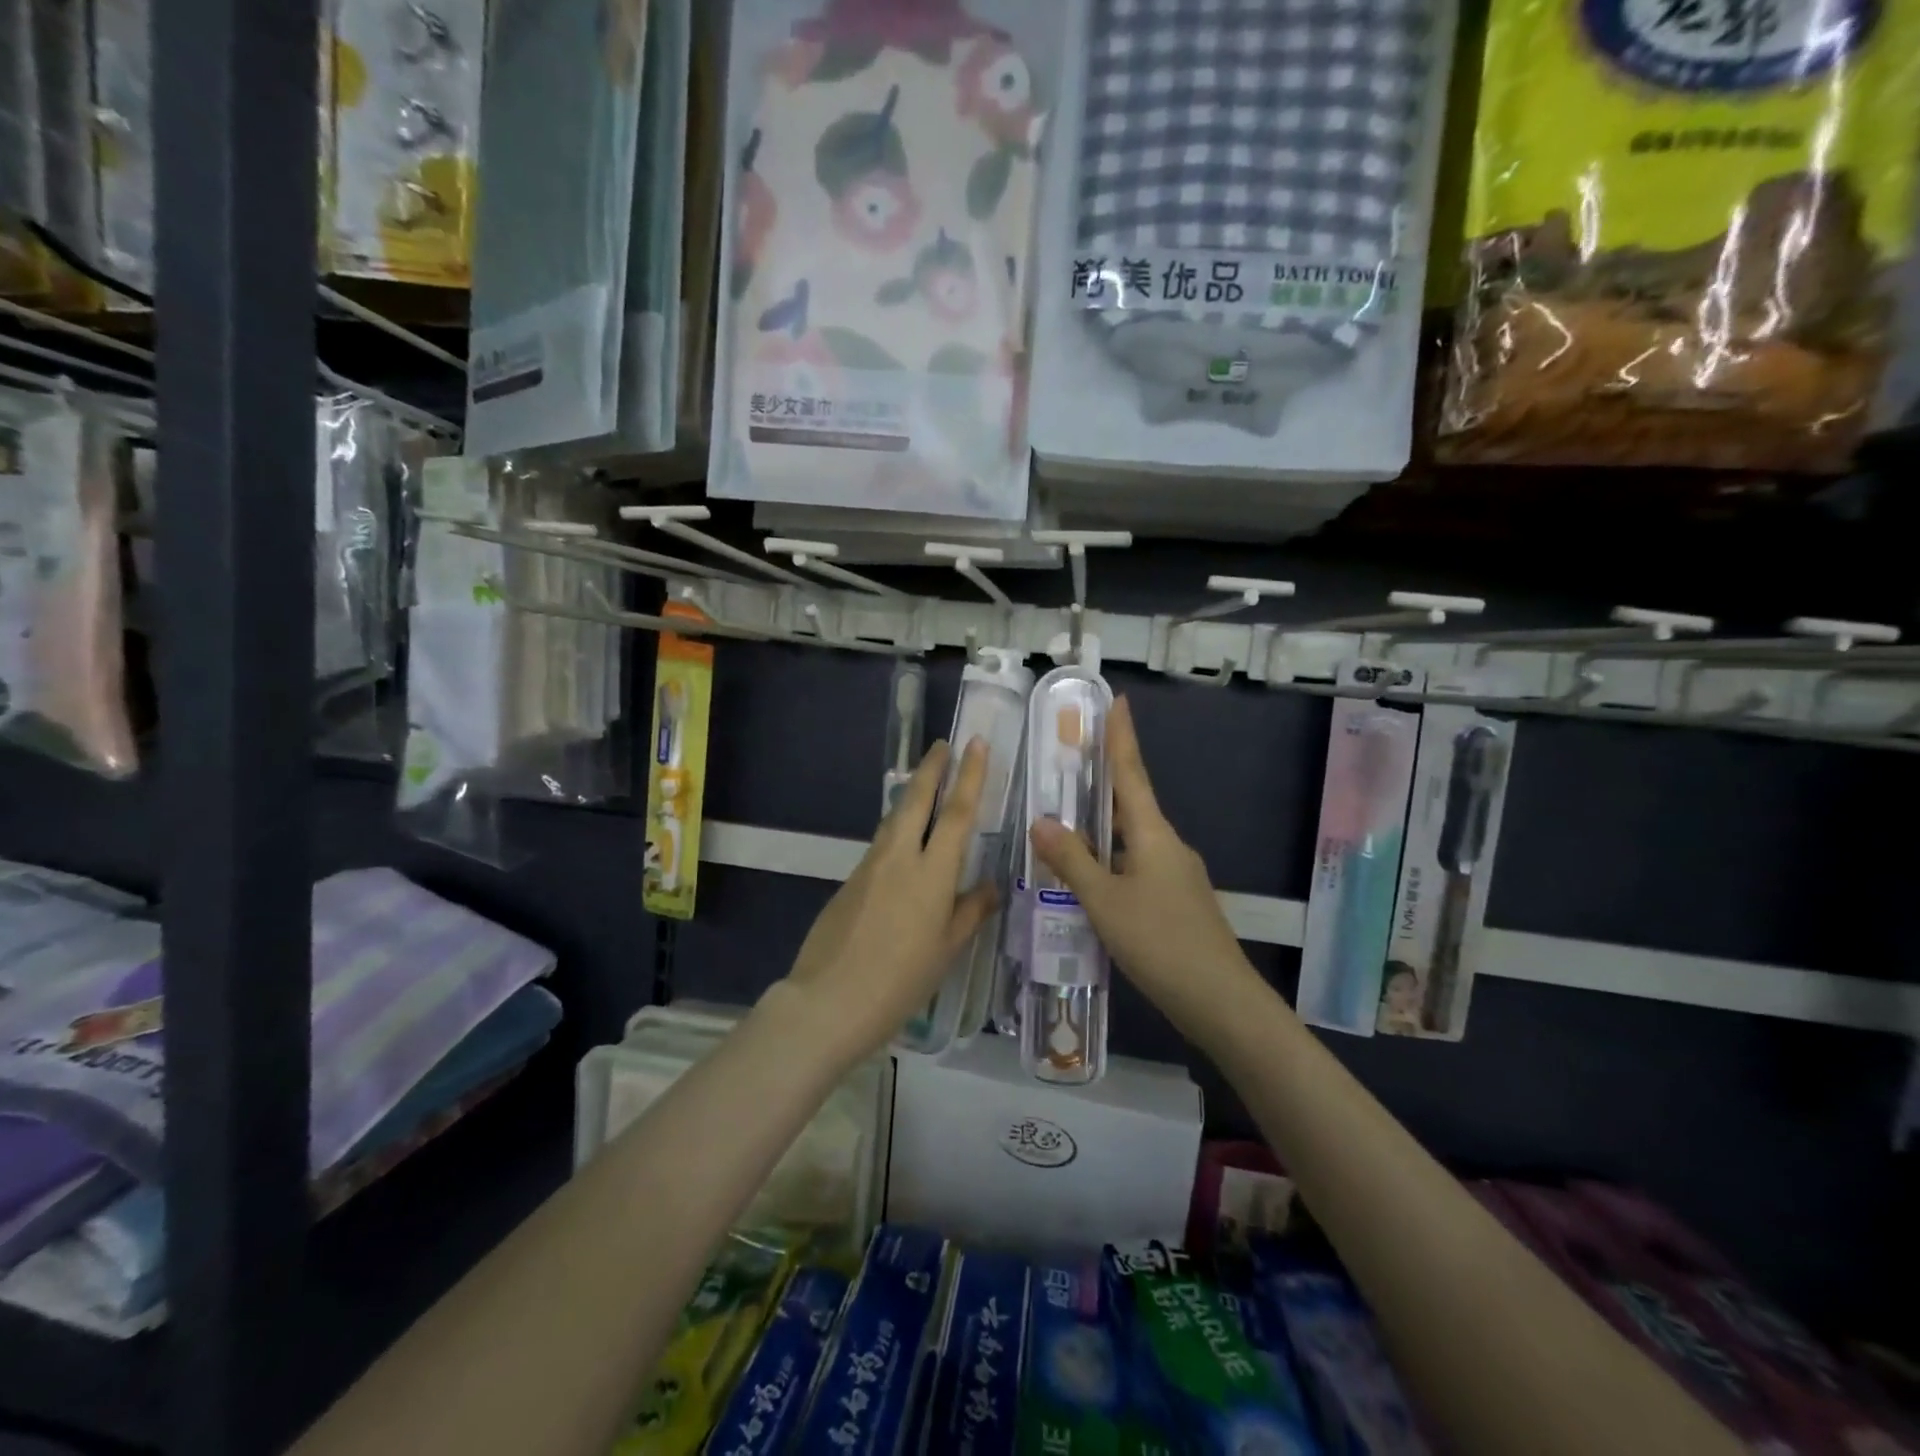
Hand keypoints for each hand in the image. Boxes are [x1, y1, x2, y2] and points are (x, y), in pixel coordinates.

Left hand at [776, 738, 997, 1064]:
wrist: (829, 1000)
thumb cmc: (900, 981)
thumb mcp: (946, 950)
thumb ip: (970, 912)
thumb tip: (990, 886)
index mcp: (931, 873)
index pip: (956, 813)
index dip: (969, 776)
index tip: (976, 744)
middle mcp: (899, 858)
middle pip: (916, 801)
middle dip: (931, 769)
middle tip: (942, 744)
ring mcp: (869, 867)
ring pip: (894, 819)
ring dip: (911, 796)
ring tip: (925, 784)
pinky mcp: (850, 881)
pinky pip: (880, 845)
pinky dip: (896, 830)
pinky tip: (903, 843)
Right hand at [1030, 698, 1262, 1042]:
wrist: (1221, 1001)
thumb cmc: (1160, 942)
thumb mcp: (1104, 902)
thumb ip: (1071, 861)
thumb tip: (1041, 820)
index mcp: (1153, 834)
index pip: (1132, 773)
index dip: (1121, 737)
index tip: (1118, 700)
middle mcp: (1168, 845)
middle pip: (1131, 803)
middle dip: (1103, 781)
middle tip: (1071, 761)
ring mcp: (1176, 874)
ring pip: (1131, 839)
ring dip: (1102, 827)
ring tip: (1065, 822)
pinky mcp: (1177, 901)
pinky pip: (1136, 866)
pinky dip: (1110, 860)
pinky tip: (1089, 880)